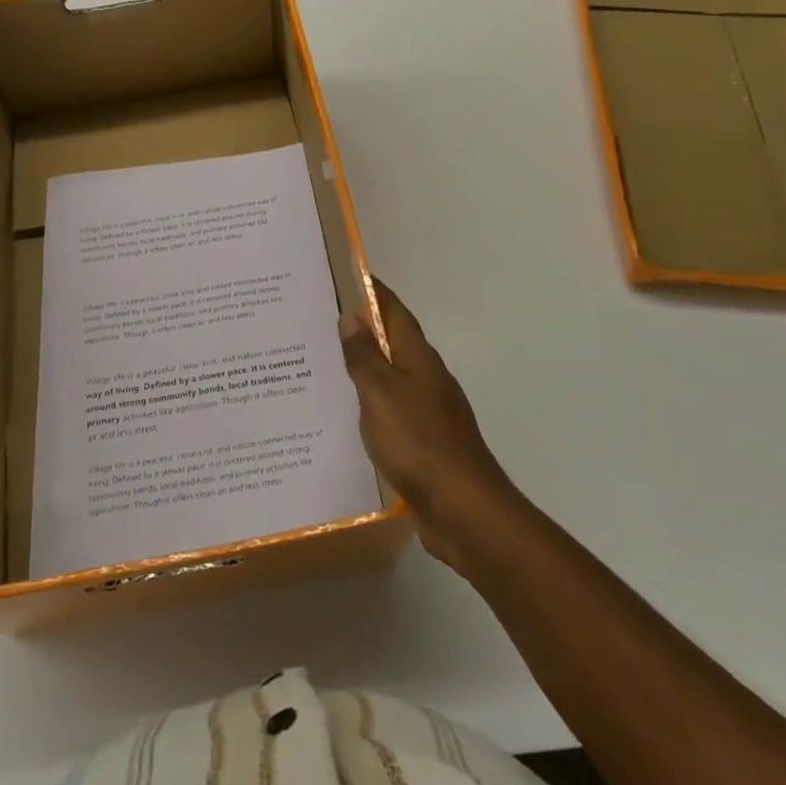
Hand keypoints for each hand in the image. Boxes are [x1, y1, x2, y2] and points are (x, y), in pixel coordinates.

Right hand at [338, 279, 514, 572]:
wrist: (463, 509)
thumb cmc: (418, 441)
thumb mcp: (380, 394)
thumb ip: (364, 357)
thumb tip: (352, 317)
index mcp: (419, 359)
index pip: (395, 312)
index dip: (375, 293)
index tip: (350, 275)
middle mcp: (428, 378)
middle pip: (394, 343)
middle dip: (364, 329)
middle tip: (323, 322)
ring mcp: (430, 411)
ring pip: (392, 377)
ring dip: (366, 368)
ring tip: (327, 366)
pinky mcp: (426, 442)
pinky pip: (393, 410)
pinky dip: (371, 403)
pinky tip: (349, 416)